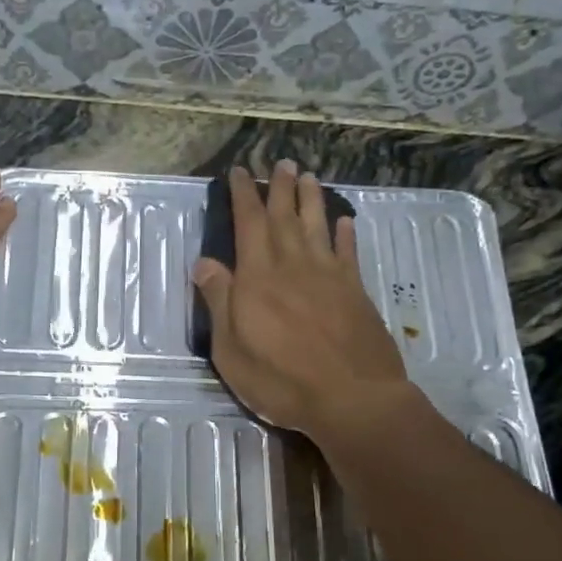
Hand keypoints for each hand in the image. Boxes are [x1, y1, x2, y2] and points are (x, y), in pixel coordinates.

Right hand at [192, 160, 406, 439]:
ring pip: (317, 226)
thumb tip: (204, 262)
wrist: (352, 398)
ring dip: (311, 200)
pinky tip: (344, 222)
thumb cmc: (281, 379)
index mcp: (258, 278)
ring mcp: (329, 277)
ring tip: (308, 177)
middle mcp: (293, 266)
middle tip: (281, 162)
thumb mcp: (231, 349)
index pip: (248, 224)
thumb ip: (220, 302)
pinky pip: (348, 254)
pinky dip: (345, 235)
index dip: (244, 195)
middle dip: (280, 188)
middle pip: (284, 218)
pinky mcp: (356, 292)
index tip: (240, 172)